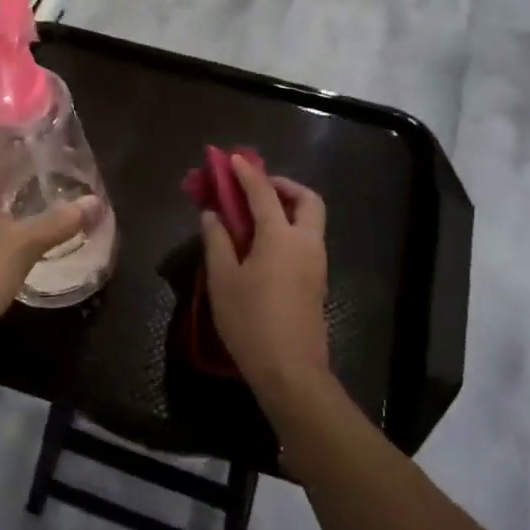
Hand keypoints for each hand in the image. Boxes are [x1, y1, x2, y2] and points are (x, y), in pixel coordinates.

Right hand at [199, 153, 330, 406]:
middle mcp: (305, 243)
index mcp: (281, 237)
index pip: (263, 192)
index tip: (232, 159)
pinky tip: (264, 245)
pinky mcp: (317, 282)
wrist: (291, 371)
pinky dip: (289, 229)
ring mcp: (316, 263)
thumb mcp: (222, 280)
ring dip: (287, 207)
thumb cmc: (250, 321)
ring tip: (254, 216)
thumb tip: (213, 214)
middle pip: (306, 199)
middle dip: (283, 185)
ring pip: (310, 220)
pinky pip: (306, 240)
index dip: (246, 173)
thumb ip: (217, 241)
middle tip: (256, 188)